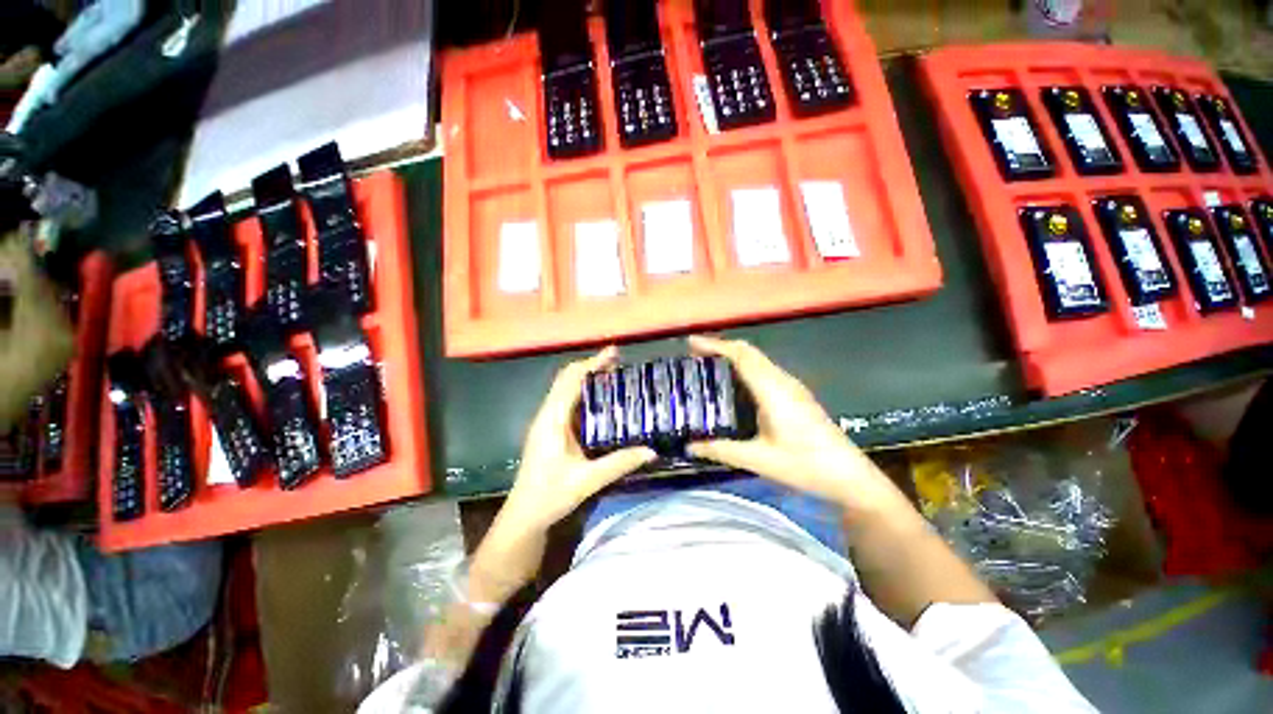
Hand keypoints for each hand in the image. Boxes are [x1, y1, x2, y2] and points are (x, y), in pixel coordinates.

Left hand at [500, 347, 656, 534]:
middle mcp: (547, 414)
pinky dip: (584, 392)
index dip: (592, 363)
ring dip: (587, 377)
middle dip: (591, 366)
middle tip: (618, 362)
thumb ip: (619, 463)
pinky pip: (567, 401)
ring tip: (613, 375)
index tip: (613, 353)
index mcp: (553, 419)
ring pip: (566, 388)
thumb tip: (651, 451)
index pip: (572, 380)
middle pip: (567, 378)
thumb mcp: (587, 481)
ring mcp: (547, 421)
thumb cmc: (550, 496)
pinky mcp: (550, 429)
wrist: (524, 515)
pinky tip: (601, 400)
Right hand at [686, 336, 913, 518]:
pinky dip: (744, 367)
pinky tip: (735, 385)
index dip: (715, 345)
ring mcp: (792, 386)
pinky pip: (765, 370)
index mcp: (772, 390)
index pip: (741, 356)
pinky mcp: (796, 394)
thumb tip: (690, 446)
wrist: (849, 475)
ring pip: (758, 360)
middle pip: (749, 352)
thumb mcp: (758, 459)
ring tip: (708, 365)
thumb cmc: (804, 465)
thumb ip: (721, 450)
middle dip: (721, 347)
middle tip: (694, 354)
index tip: (691, 343)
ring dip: (733, 356)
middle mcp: (782, 381)